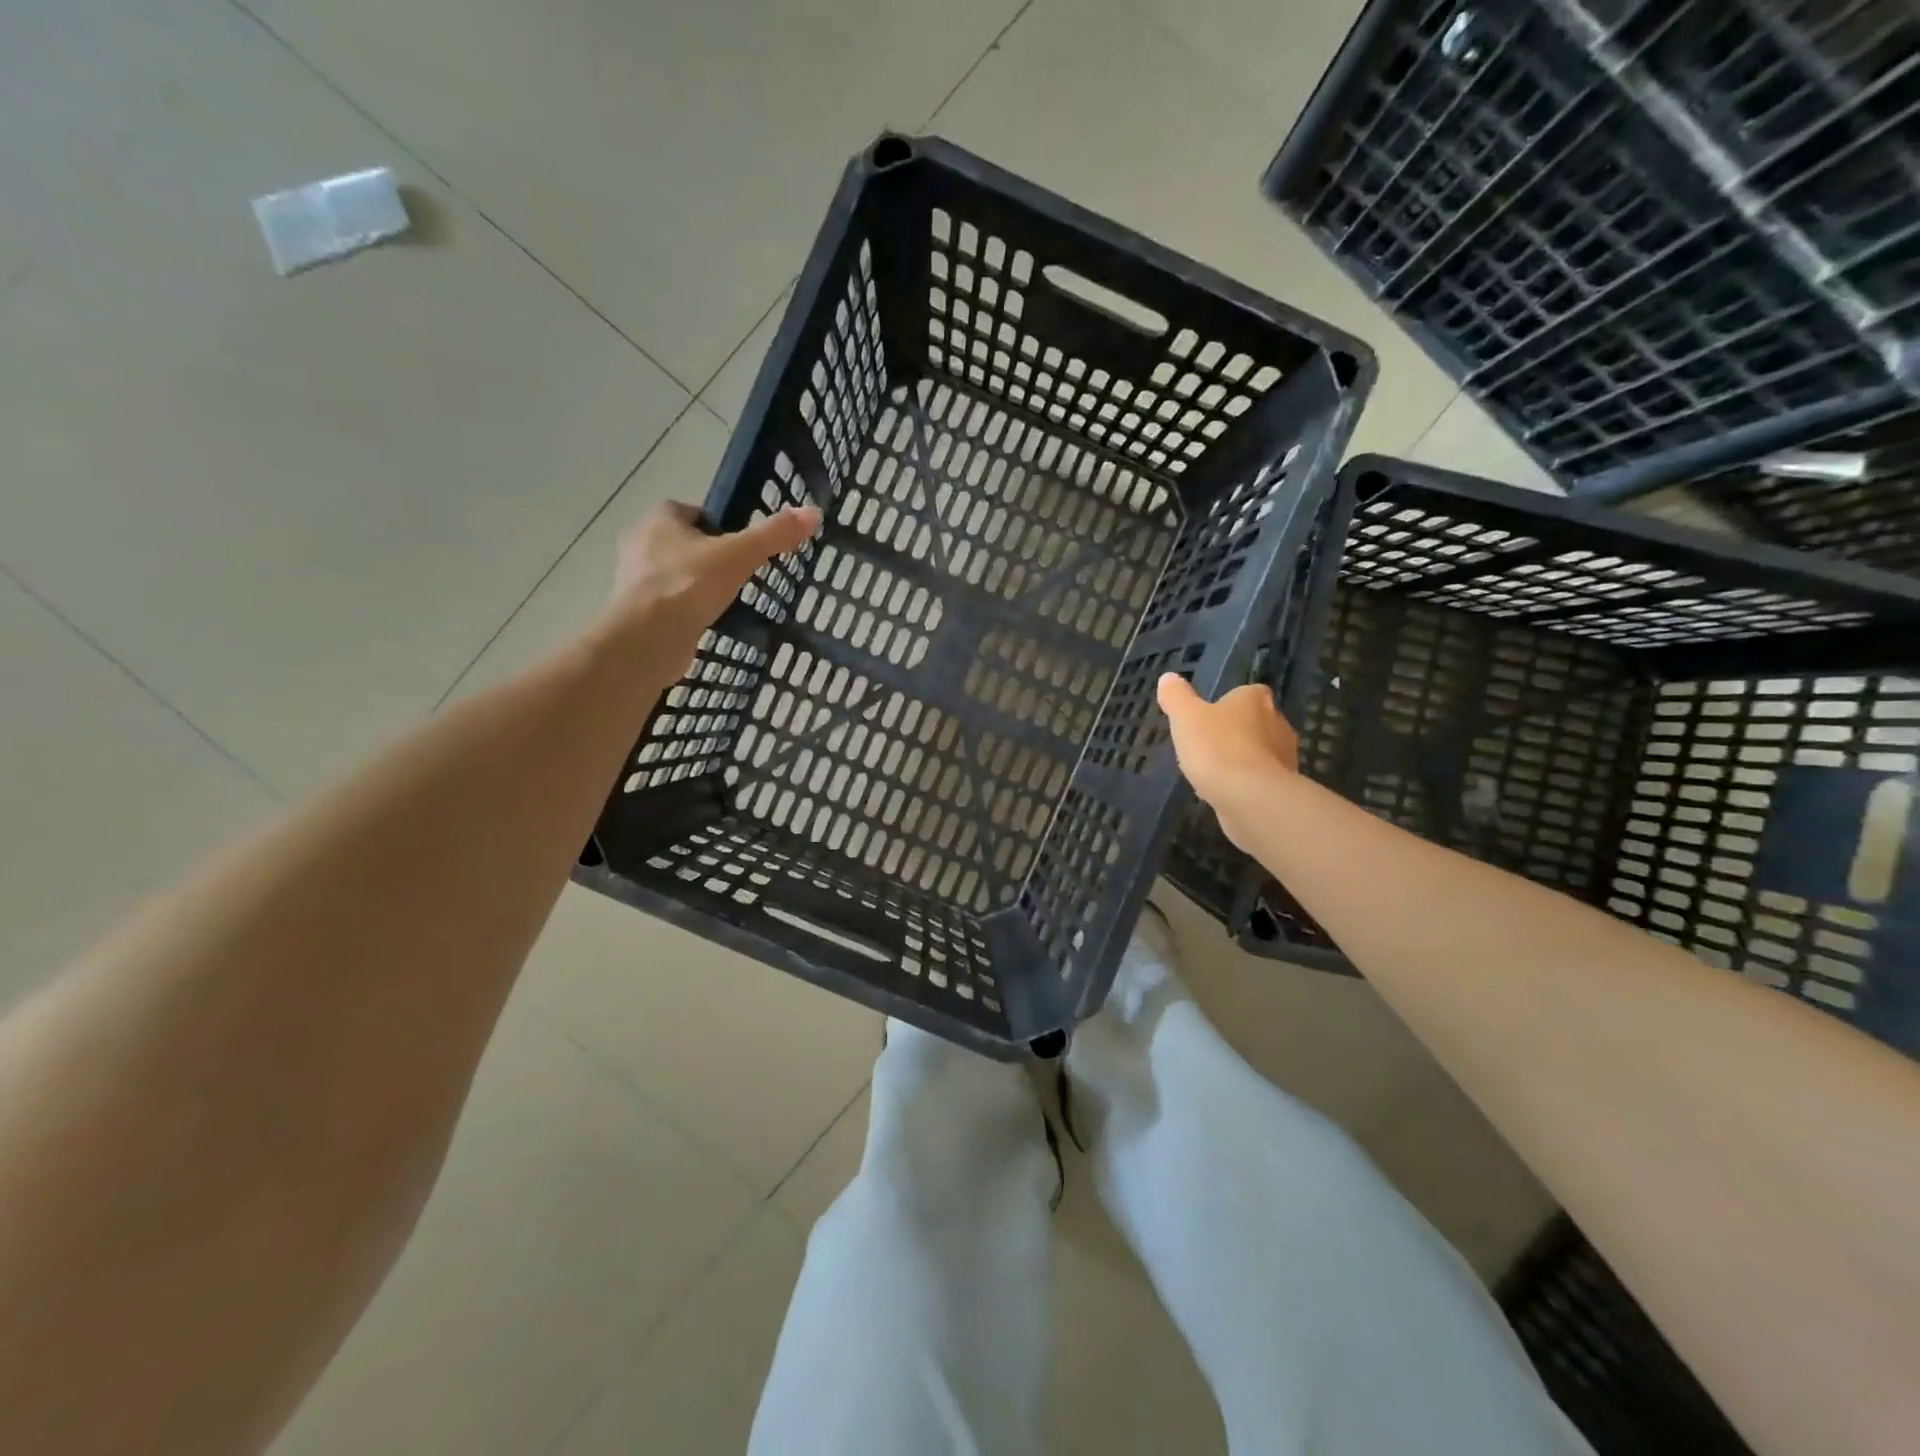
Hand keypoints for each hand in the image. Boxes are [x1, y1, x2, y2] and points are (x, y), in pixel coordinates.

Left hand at [607, 500, 820, 670]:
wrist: (647, 640)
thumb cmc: (688, 586)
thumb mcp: (739, 555)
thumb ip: (773, 535)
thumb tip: (812, 512)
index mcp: (659, 519)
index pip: (695, 512)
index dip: (721, 526)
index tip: (744, 545)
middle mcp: (641, 543)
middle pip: (686, 544)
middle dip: (711, 557)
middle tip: (743, 574)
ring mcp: (636, 581)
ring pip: (678, 575)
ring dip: (699, 586)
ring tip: (731, 601)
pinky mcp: (639, 613)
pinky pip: (672, 605)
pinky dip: (689, 612)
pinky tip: (711, 624)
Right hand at [1157, 676, 1298, 845]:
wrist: (1250, 797)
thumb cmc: (1217, 748)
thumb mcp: (1185, 717)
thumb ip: (1176, 697)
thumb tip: (1168, 678)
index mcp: (1256, 700)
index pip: (1249, 693)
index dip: (1232, 703)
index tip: (1212, 716)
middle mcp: (1278, 723)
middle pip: (1257, 722)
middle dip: (1238, 732)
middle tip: (1210, 744)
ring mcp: (1285, 757)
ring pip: (1261, 752)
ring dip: (1242, 759)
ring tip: (1215, 772)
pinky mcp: (1283, 787)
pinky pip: (1261, 780)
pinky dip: (1246, 784)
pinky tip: (1226, 793)